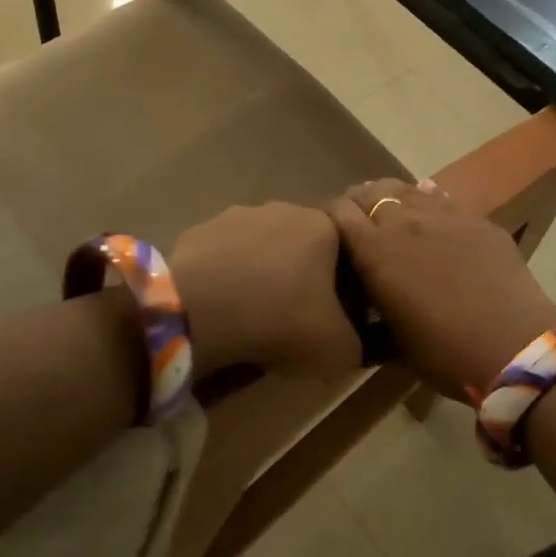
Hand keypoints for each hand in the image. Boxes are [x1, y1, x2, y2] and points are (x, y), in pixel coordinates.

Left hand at [170, 203, 361, 377]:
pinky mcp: (199, 230)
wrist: (198, 308)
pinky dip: (226, 278)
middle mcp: (284, 208)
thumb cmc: (280, 318)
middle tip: (294, 318)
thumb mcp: (337, 348)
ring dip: (262, 275)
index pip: (347, 252)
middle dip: (301, 277)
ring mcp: (237, 215)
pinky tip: (221, 308)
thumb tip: (350, 341)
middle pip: (303, 247)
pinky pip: (224, 258)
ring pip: (261, 249)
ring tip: (253, 315)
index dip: (345, 287)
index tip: (334, 317)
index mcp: (323, 226)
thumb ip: (356, 342)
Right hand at [329, 179, 555, 402]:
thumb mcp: (394, 343)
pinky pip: (443, 199)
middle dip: (361, 204)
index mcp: (374, 252)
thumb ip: (373, 316)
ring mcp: (443, 215)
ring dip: (395, 200)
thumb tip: (366, 312)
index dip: (331, 218)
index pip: (338, 211)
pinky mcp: (477, 218)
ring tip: (397, 217)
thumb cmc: (445, 354)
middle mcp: (404, 222)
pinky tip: (434, 220)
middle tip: (364, 224)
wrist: (514, 347)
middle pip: (370, 192)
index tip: (332, 234)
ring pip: (407, 189)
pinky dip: (429, 204)